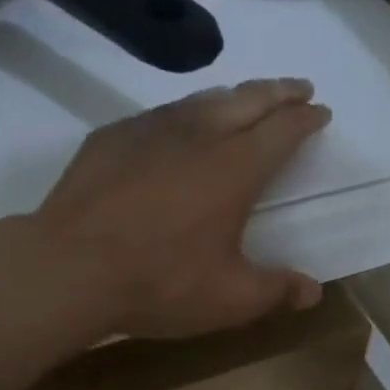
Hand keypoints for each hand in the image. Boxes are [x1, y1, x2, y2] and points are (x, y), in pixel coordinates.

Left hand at [26, 79, 330, 339]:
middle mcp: (198, 134)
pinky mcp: (112, 137)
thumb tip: (313, 292)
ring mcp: (150, 129)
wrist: (69, 268)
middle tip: (297, 89)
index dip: (306, 119)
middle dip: (279, 91)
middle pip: (248, 99)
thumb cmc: (159, 283)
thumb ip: (275, 290)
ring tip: (244, 101)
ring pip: (202, 99)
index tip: (320, 113)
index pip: (283, 129)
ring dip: (232, 96)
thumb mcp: (228, 299)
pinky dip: (184, 114)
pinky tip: (178, 129)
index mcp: (236, 167)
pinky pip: (160, 114)